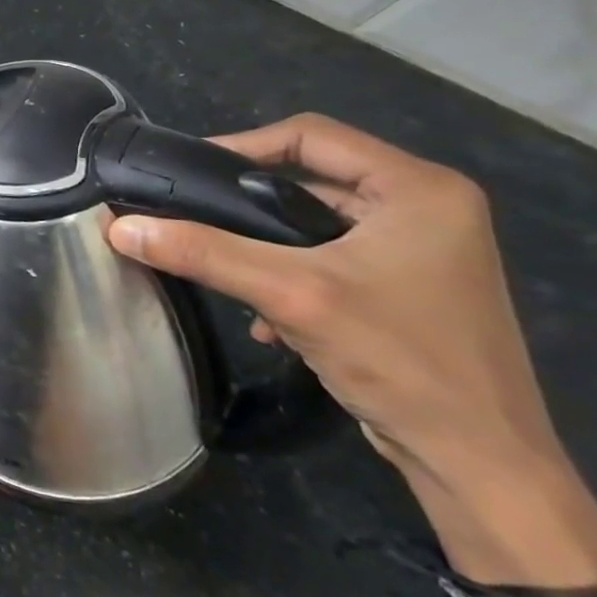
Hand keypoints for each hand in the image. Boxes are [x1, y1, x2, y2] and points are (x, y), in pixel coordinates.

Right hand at [105, 115, 573, 507]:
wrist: (478, 463)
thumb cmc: (401, 359)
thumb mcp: (290, 294)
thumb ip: (202, 252)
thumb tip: (118, 227)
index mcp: (418, 189)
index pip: (310, 134)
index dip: (242, 145)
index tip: (186, 174)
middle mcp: (425, 208)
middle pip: (309, 178)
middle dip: (246, 202)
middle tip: (188, 216)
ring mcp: (418, 250)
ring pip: (312, 221)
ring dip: (263, 245)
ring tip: (219, 268)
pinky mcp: (405, 287)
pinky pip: (327, 257)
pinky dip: (287, 275)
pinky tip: (264, 317)